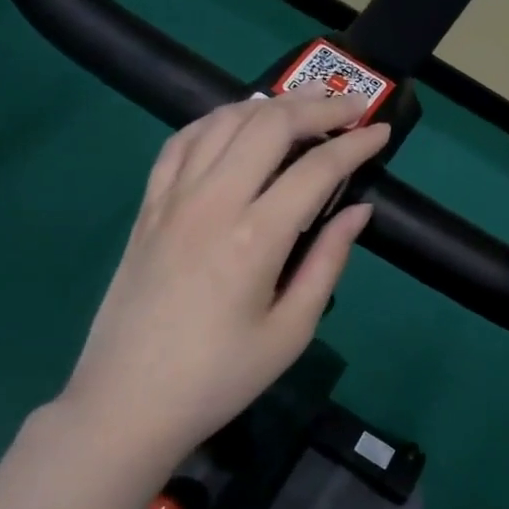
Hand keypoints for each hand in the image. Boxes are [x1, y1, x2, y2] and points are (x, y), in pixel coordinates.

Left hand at [48, 86, 389, 468]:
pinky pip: (181, 142)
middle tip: (351, 107)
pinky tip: (235, 125)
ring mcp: (172, 199)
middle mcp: (211, 202)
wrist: (127, 403)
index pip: (316, 168)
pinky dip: (215, 121)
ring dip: (269, 105)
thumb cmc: (219, 377)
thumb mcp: (290, 331)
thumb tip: (359, 211)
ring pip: (223, 121)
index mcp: (254, 238)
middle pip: (269, 124)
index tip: (381, 131)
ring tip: (303, 108)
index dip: (355, 144)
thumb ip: (328, 262)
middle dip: (318, 106)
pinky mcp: (147, 206)